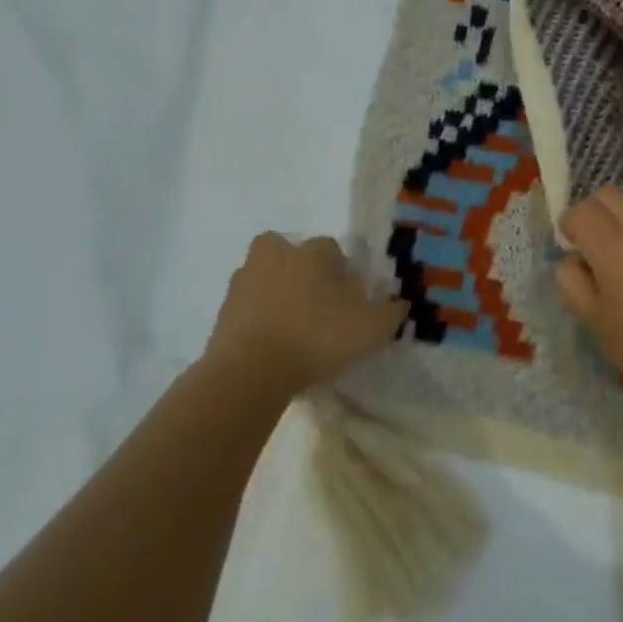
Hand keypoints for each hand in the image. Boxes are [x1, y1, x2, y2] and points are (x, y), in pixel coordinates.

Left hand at [206, 234, 404, 397]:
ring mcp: (244, 281)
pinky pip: (245, 305)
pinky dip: (256, 317)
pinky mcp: (223, 311)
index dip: (342, 271)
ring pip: (262, 274)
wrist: (250, 372)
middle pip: (288, 250)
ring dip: (273, 290)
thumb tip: (399, 303)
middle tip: (312, 300)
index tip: (348, 298)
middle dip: (298, 267)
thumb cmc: (317, 339)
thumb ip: (390, 313)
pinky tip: (270, 342)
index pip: (331, 248)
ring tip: (289, 323)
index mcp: (313, 253)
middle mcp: (277, 256)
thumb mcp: (371, 329)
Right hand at [555, 187, 622, 402]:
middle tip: (594, 248)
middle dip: (594, 213)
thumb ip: (572, 283)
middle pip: (609, 195)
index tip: (571, 247)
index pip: (581, 211)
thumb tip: (573, 260)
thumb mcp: (595, 321)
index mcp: (614, 247)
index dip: (569, 226)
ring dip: (622, 226)